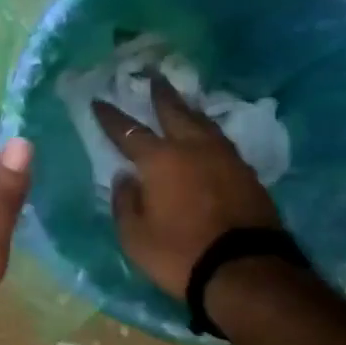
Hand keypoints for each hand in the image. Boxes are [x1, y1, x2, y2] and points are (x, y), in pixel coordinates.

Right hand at [93, 74, 281, 295]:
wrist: (246, 270)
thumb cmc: (180, 253)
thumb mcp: (135, 236)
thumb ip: (126, 203)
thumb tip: (125, 178)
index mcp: (159, 161)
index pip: (128, 131)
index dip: (111, 116)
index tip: (98, 100)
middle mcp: (193, 149)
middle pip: (174, 112)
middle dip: (160, 93)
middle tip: (153, 74)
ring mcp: (225, 158)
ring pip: (203, 123)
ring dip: (188, 109)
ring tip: (181, 101)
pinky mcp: (247, 173)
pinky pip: (221, 141)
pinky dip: (208, 132)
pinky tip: (207, 136)